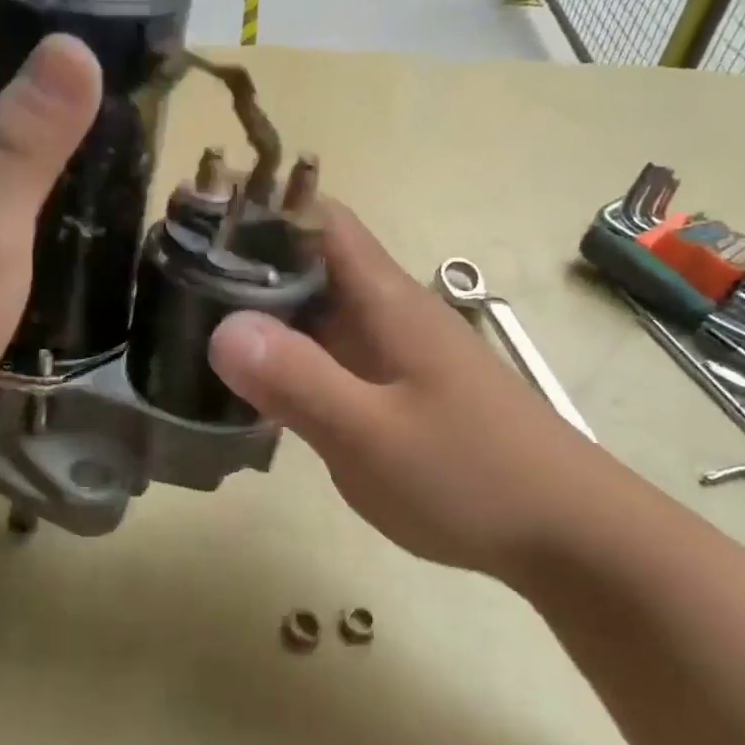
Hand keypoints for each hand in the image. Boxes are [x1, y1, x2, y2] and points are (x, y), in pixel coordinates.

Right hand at [207, 204, 606, 575]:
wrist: (569, 535)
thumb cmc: (473, 477)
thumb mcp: (373, 435)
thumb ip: (298, 380)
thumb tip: (222, 328)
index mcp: (386, 300)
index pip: (320, 221)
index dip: (261, 209)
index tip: (198, 223)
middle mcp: (388, 314)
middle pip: (309, 264)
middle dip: (245, 265)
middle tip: (175, 284)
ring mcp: (393, 354)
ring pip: (316, 314)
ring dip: (263, 315)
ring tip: (195, 329)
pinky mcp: (396, 391)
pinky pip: (329, 357)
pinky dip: (289, 360)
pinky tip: (253, 389)